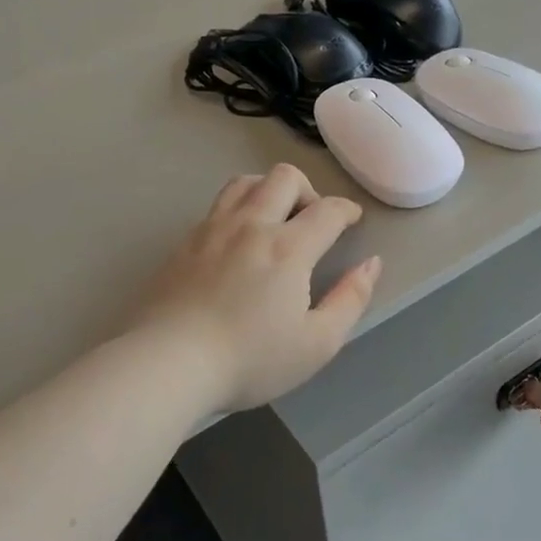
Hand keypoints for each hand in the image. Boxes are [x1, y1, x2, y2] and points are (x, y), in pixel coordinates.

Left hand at [135, 165, 381, 412]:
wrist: (168, 364)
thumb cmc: (251, 360)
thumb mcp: (318, 343)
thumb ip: (350, 299)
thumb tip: (371, 265)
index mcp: (288, 248)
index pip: (327, 210)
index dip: (347, 210)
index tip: (352, 219)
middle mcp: (250, 226)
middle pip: (284, 177)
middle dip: (309, 190)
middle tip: (313, 220)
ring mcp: (212, 230)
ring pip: (245, 182)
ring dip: (269, 190)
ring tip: (275, 220)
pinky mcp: (184, 244)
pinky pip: (217, 206)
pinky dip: (238, 209)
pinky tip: (238, 242)